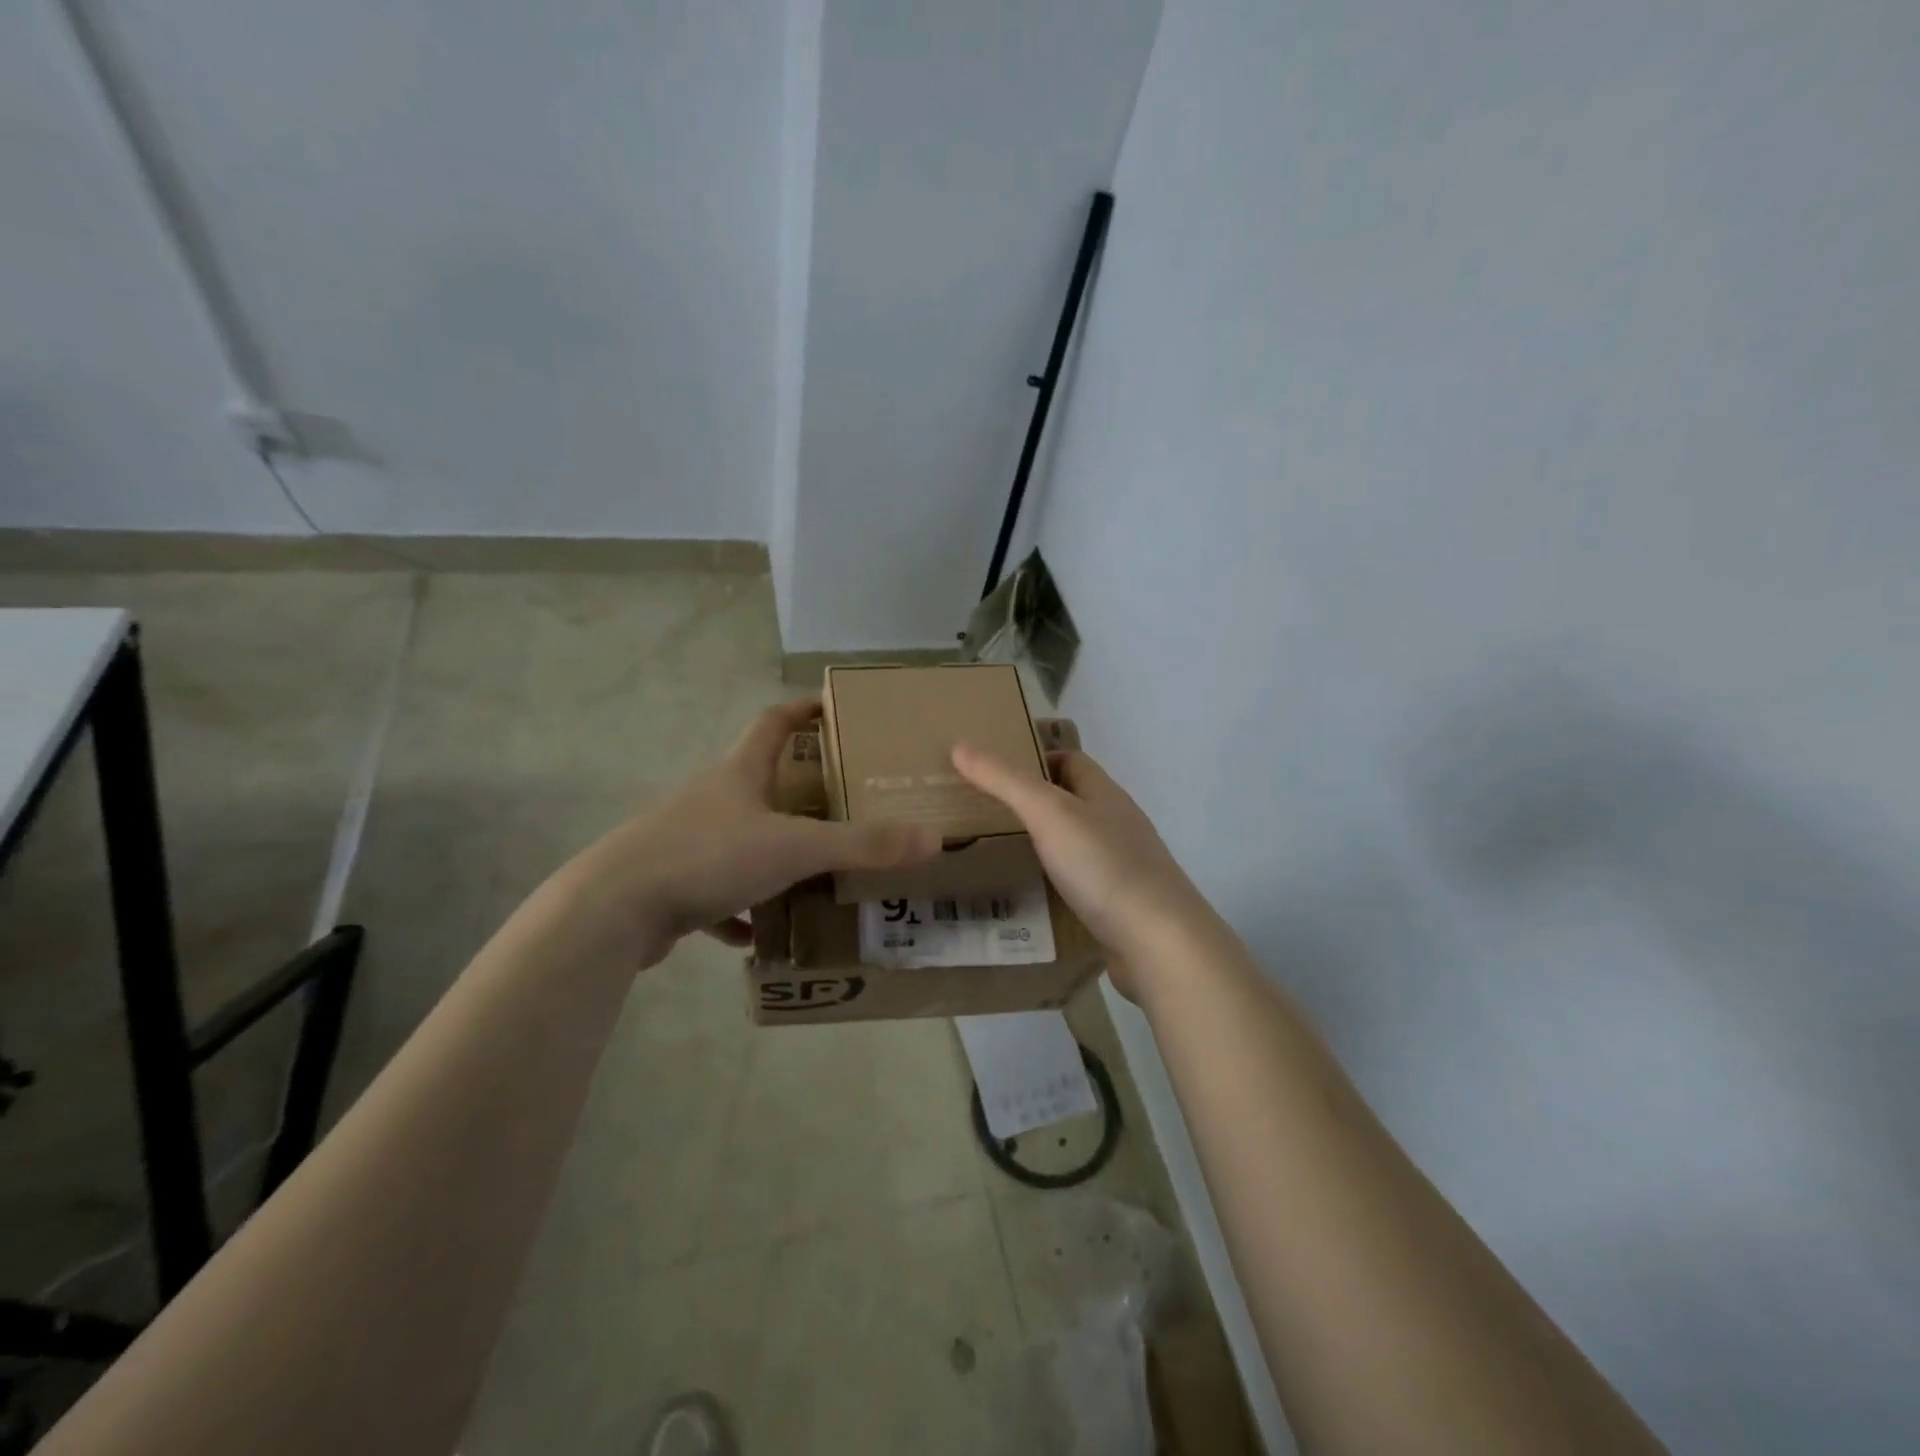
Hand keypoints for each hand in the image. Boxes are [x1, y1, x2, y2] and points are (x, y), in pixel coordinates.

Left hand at [563, 699, 939, 965]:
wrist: (612, 909)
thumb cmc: (707, 856)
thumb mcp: (794, 847)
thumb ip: (862, 844)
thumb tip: (933, 838)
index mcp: (739, 775)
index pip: (773, 723)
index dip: (802, 711)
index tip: (832, 708)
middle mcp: (712, 800)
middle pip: (760, 783)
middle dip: (800, 792)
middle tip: (844, 806)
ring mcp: (688, 841)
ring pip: (741, 840)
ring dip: (772, 854)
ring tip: (812, 874)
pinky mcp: (673, 885)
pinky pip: (717, 893)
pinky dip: (740, 910)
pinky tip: (757, 934)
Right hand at [951, 742, 1213, 996]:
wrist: (1158, 941)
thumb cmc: (1103, 865)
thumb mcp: (1048, 813)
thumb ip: (1004, 781)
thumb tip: (961, 745)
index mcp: (1105, 794)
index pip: (1070, 760)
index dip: (1034, 759)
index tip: (993, 772)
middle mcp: (1116, 824)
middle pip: (1071, 801)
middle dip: (1031, 803)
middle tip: (982, 813)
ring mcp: (1121, 866)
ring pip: (1074, 843)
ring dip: (1041, 844)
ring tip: (995, 852)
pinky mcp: (1118, 904)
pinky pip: (1079, 882)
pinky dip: (1053, 882)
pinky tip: (1028, 894)